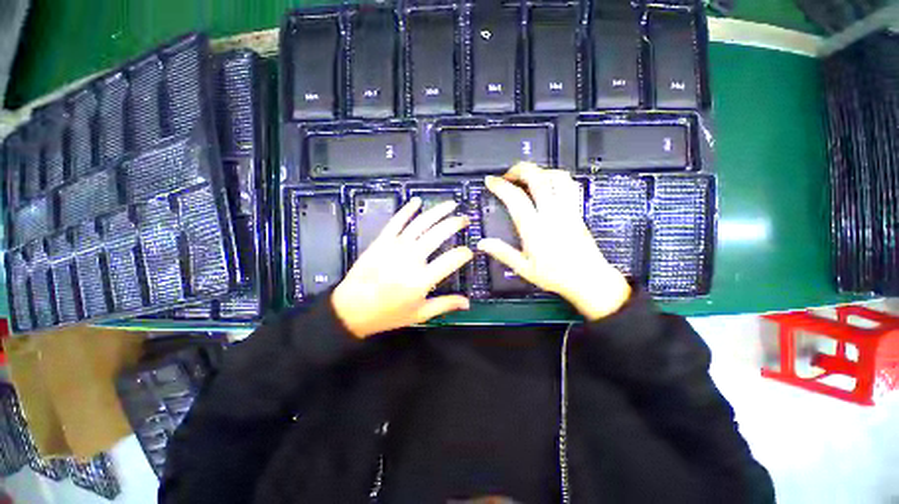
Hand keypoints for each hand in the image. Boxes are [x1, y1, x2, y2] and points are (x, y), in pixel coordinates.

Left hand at [332, 198, 473, 338]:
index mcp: (422, 279)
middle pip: (438, 234)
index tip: (469, 251)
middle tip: (465, 219)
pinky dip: (407, 209)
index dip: (464, 253)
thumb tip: (468, 303)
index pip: (451, 260)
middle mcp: (411, 259)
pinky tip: (417, 201)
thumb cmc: (388, 314)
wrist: (351, 309)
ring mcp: (395, 247)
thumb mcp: (419, 314)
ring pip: (420, 223)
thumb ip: (445, 305)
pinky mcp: (382, 241)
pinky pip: (396, 221)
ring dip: (437, 211)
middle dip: (455, 224)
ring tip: (451, 204)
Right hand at [477, 163, 630, 320]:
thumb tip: (482, 243)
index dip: (501, 186)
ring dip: (540, 171)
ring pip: (557, 177)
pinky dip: (556, 178)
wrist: (588, 280)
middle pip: (538, 179)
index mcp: (535, 228)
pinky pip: (569, 185)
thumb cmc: (555, 276)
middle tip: (508, 175)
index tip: (490, 181)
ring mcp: (568, 210)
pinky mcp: (577, 211)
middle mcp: (552, 214)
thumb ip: (502, 253)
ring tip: (528, 178)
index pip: (516, 198)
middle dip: (520, 169)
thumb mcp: (524, 268)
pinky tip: (549, 185)